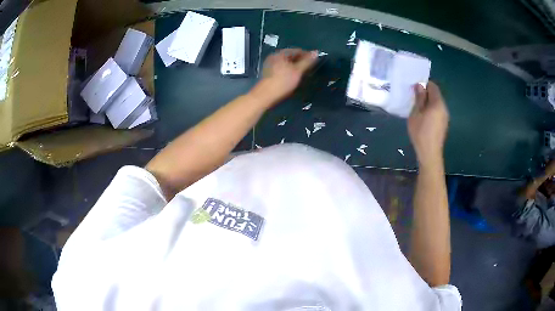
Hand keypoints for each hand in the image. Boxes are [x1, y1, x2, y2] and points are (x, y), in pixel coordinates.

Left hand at [257, 48, 317, 102]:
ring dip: (295, 67)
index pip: (297, 50)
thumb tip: (316, 52)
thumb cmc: (282, 82)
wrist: (265, 96)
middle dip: (301, 61)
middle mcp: (274, 57)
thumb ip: (307, 61)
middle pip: (291, 56)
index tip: (314, 62)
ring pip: (286, 63)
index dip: (307, 55)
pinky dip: (289, 71)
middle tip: (309, 68)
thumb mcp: (297, 71)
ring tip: (302, 74)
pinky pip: (282, 68)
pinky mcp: (269, 73)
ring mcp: (270, 65)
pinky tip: (293, 78)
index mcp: (280, 54)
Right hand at [408, 82, 448, 166]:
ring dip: (428, 103)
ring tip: (418, 108)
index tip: (415, 88)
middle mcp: (444, 108)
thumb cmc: (421, 132)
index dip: (424, 84)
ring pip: (437, 104)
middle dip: (426, 94)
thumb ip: (419, 98)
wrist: (429, 153)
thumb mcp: (416, 113)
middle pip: (436, 95)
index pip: (433, 86)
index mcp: (438, 103)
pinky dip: (431, 110)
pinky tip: (424, 118)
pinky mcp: (444, 124)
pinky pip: (438, 112)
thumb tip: (420, 85)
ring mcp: (445, 117)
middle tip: (414, 98)